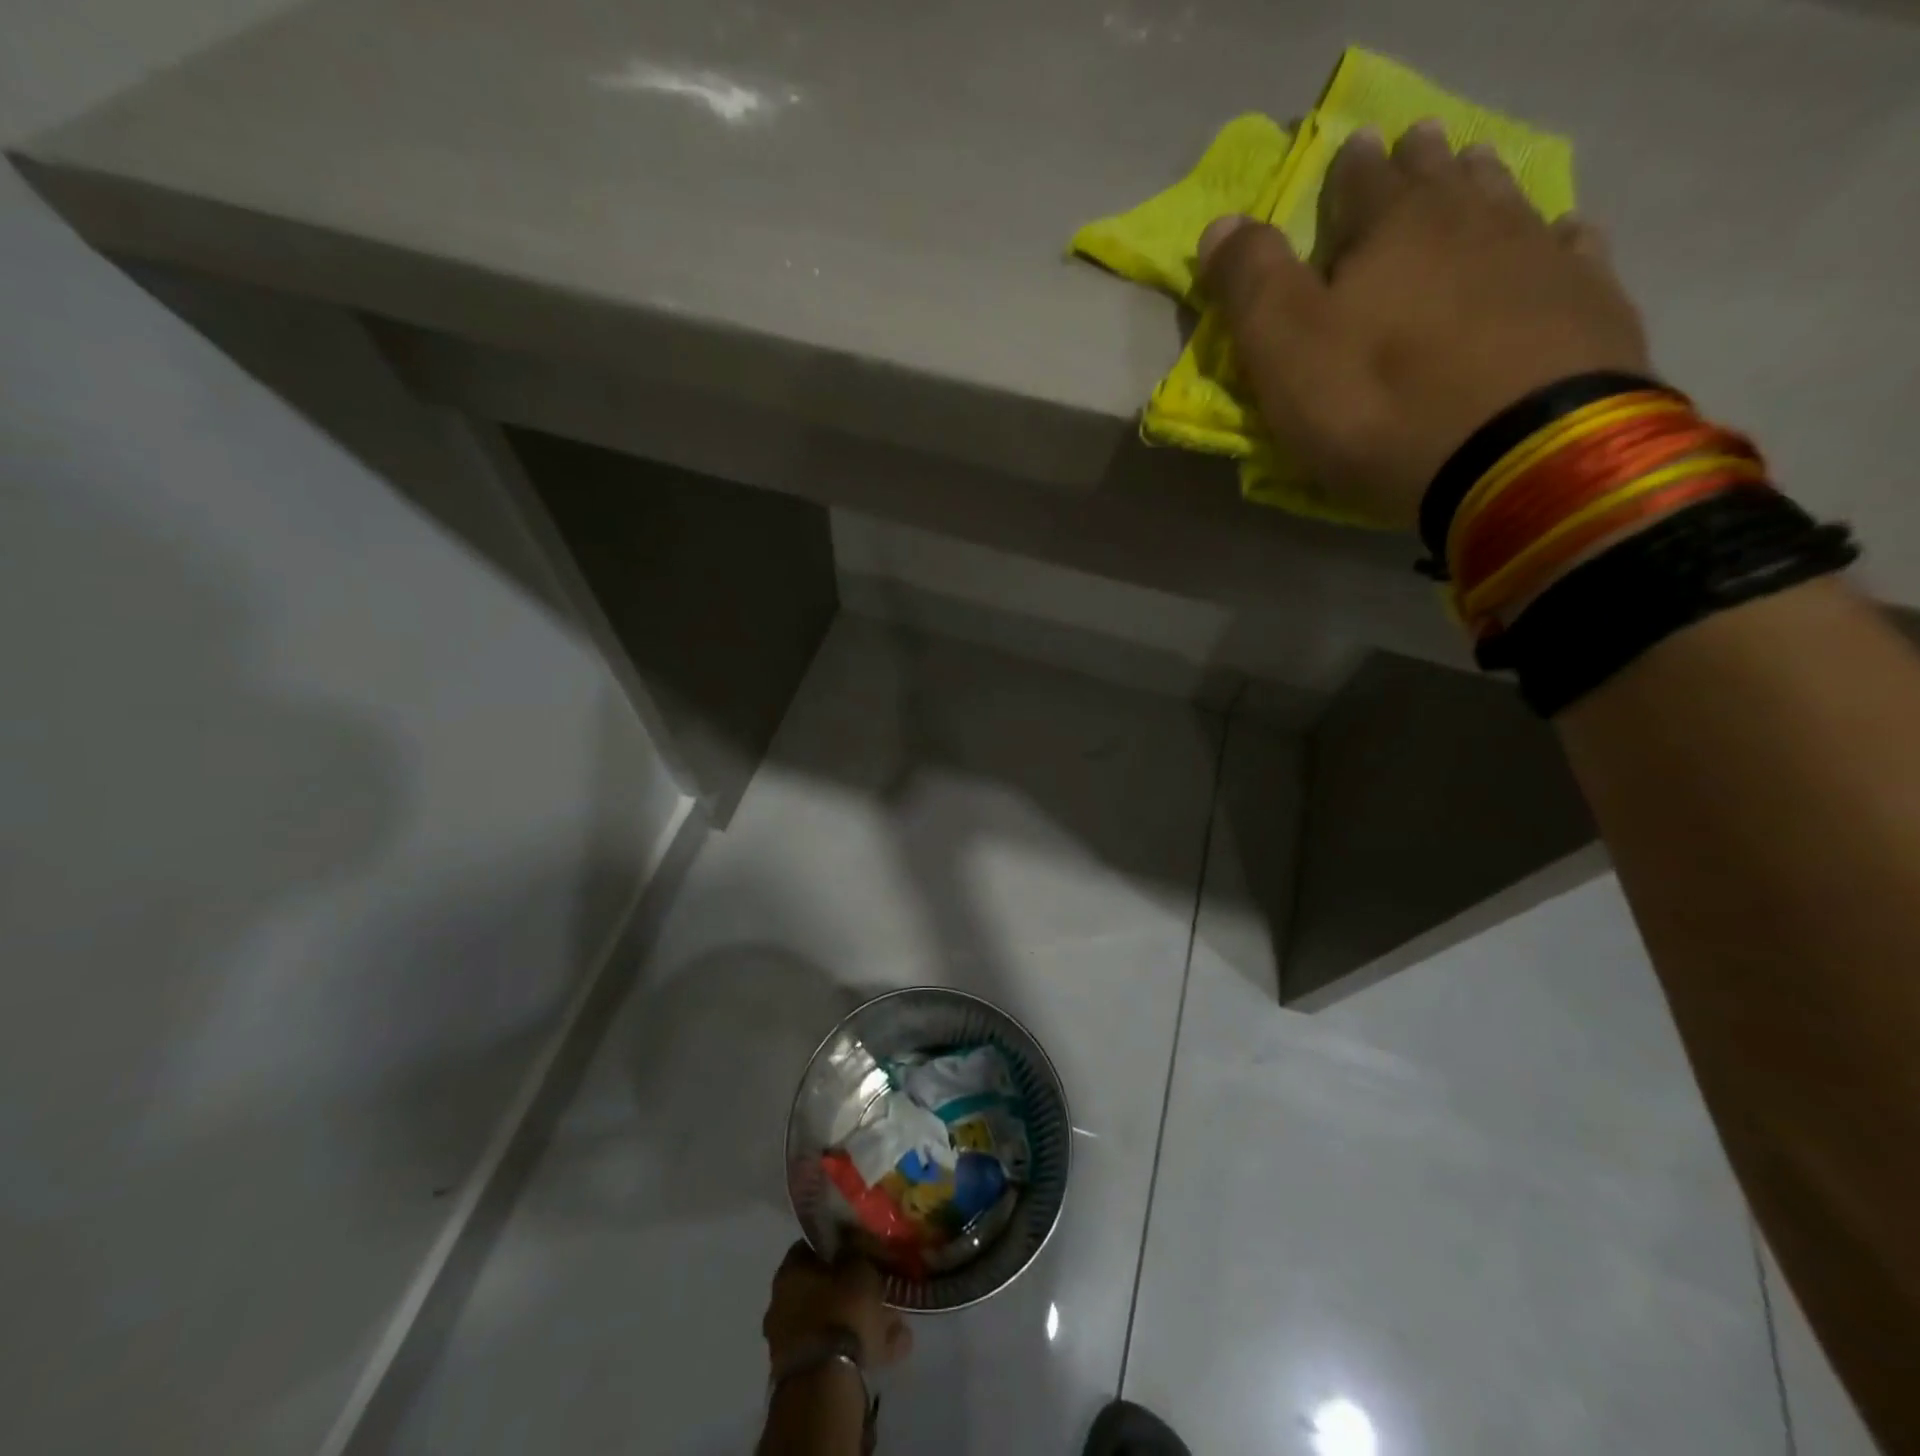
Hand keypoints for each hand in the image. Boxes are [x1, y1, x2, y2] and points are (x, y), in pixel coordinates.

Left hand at [762, 1242, 914, 1371]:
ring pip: (832, 1323)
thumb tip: (855, 1242)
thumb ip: (858, 1250)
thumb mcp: (859, 1266)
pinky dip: (859, 1349)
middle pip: (824, 1288)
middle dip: (854, 1291)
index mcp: (789, 1271)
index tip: (863, 1251)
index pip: (813, 1248)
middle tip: (883, 1292)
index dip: (840, 1247)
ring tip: (896, 1325)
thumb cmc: (841, 1311)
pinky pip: (834, 1352)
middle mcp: (782, 1303)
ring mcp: (789, 1342)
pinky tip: (890, 1350)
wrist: (824, 1385)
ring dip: (861, 1322)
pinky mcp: (802, 1374)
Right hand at [1198, 119, 1650, 529]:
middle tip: (1413, 152)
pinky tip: (1556, 240)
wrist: (1517, 456)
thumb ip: (1249, 283)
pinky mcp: (1588, 302)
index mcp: (1392, 227)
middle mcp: (1471, 221)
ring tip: (1471, 181)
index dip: (1347, 170)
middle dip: (1419, 165)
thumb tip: (1221, 224)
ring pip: (1506, 201)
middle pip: (1440, 178)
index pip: (1361, 180)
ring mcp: (1538, 256)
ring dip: (1482, 188)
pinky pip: (1570, 249)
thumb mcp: (1284, 350)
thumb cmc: (1378, 405)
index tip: (1348, 152)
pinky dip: (1554, 239)